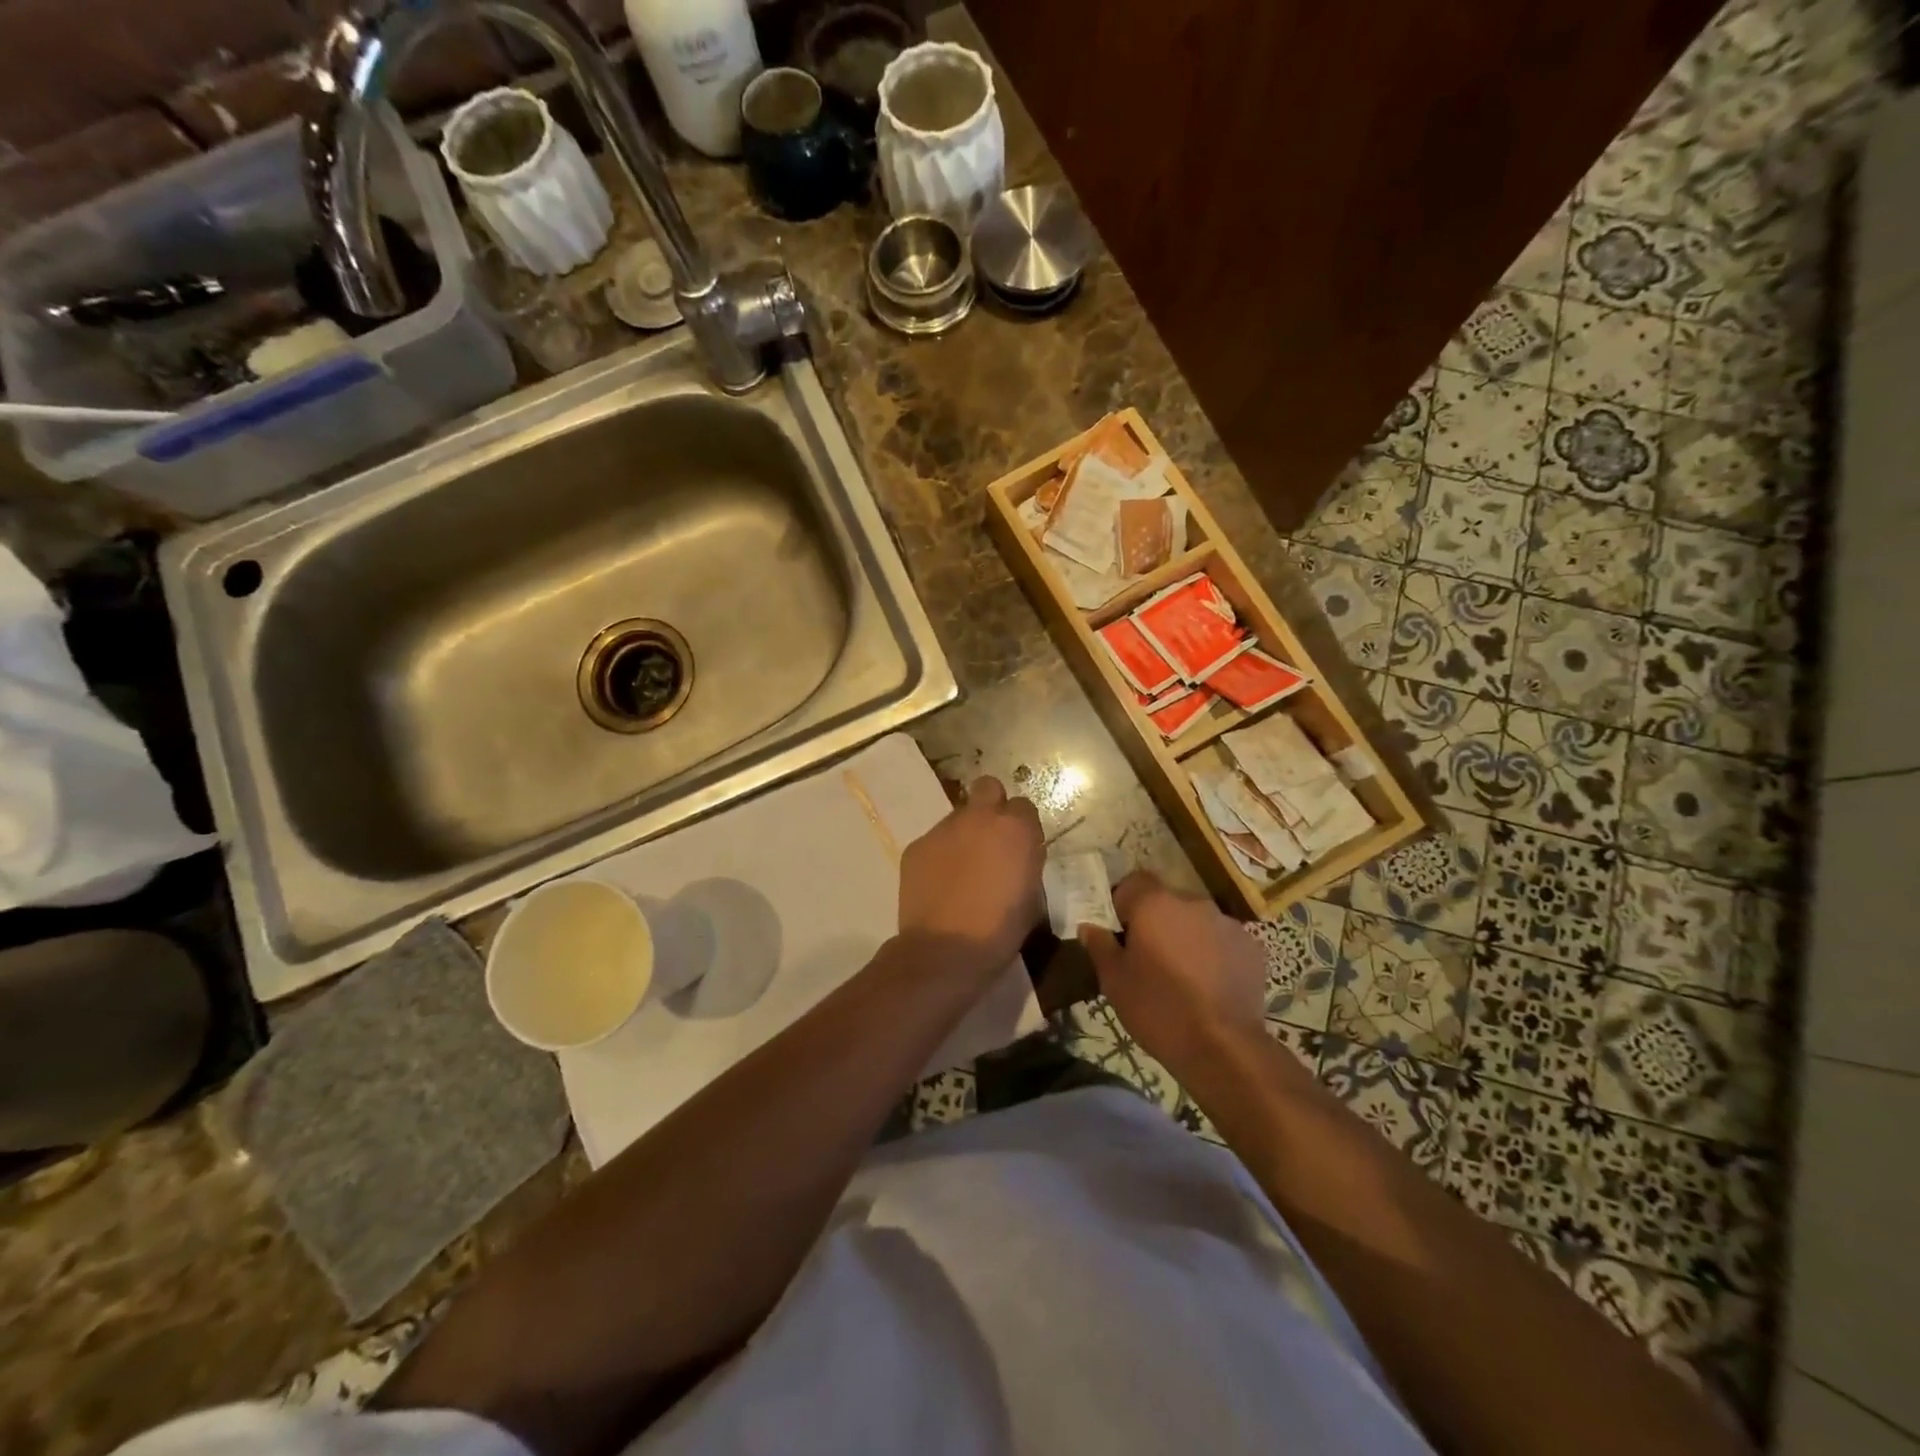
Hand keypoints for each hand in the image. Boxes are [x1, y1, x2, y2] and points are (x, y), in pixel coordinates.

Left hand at [898, 776, 1043, 973]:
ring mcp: (943, 829)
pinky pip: (934, 840)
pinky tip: (940, 882)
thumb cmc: (1000, 930)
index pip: (1024, 806)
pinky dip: (940, 854)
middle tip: (991, 840)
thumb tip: (1016, 856)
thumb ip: (1026, 863)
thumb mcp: (1031, 897)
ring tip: (961, 869)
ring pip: (958, 816)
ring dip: (964, 833)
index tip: (1020, 848)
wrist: (945, 951)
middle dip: (992, 806)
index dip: (1022, 826)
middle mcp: (979, 818)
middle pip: (988, 788)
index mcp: (1015, 829)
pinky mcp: (917, 846)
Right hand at [1078, 871, 1265, 1078]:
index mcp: (1155, 904)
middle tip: (1148, 956)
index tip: (1120, 931)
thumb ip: (1100, 946)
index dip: (1124, 902)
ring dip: (1186, 936)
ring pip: (1196, 920)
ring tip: (1182, 974)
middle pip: (1167, 900)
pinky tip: (1209, 985)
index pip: (1134, 881)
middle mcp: (1193, 903)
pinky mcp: (1251, 948)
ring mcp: (1227, 923)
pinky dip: (1214, 953)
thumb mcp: (1115, 981)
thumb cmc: (1158, 1008)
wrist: (1223, 1046)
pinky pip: (1222, 940)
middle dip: (1156, 921)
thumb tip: (1089, 926)